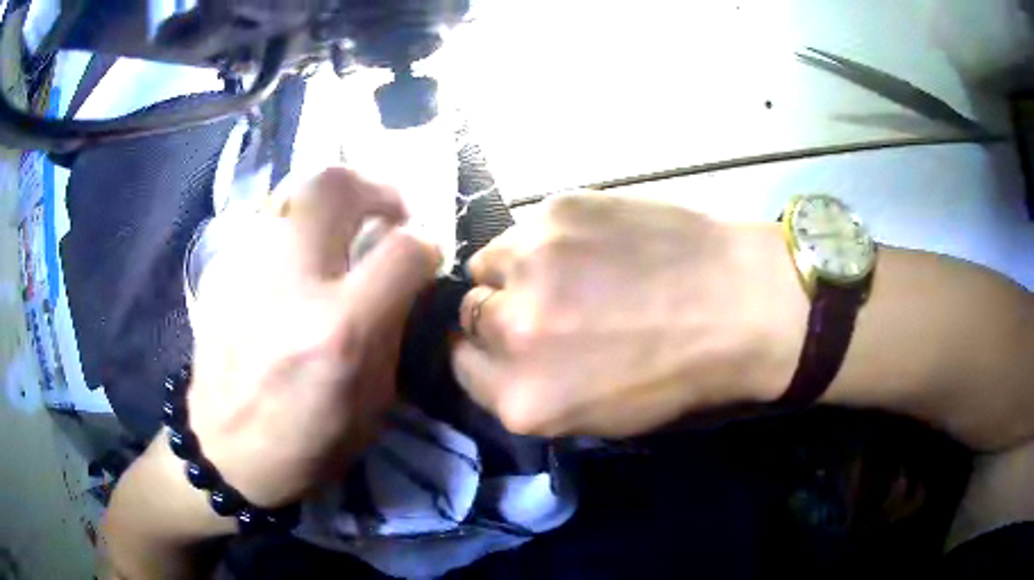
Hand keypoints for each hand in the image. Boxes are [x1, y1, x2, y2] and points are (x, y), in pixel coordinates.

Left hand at [186, 167, 439, 507]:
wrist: (221, 453)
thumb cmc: (305, 445)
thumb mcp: (371, 406)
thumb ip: (391, 333)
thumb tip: (403, 282)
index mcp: (338, 330)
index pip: (402, 249)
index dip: (426, 242)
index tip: (424, 252)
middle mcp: (292, 284)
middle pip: (336, 185)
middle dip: (374, 186)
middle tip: (387, 210)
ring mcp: (248, 270)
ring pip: (296, 193)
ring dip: (333, 205)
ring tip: (341, 234)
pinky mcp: (222, 272)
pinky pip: (269, 226)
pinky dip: (297, 231)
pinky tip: (297, 264)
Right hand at [452, 193, 807, 437]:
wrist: (742, 304)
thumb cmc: (680, 374)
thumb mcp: (598, 417)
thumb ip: (533, 391)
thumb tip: (500, 355)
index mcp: (522, 400)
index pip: (461, 368)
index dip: (486, 353)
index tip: (510, 343)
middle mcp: (511, 332)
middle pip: (469, 314)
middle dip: (499, 313)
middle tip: (546, 305)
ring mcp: (530, 263)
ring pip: (488, 264)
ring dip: (516, 270)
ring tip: (567, 269)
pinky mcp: (555, 211)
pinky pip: (524, 229)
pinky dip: (545, 239)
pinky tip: (591, 243)